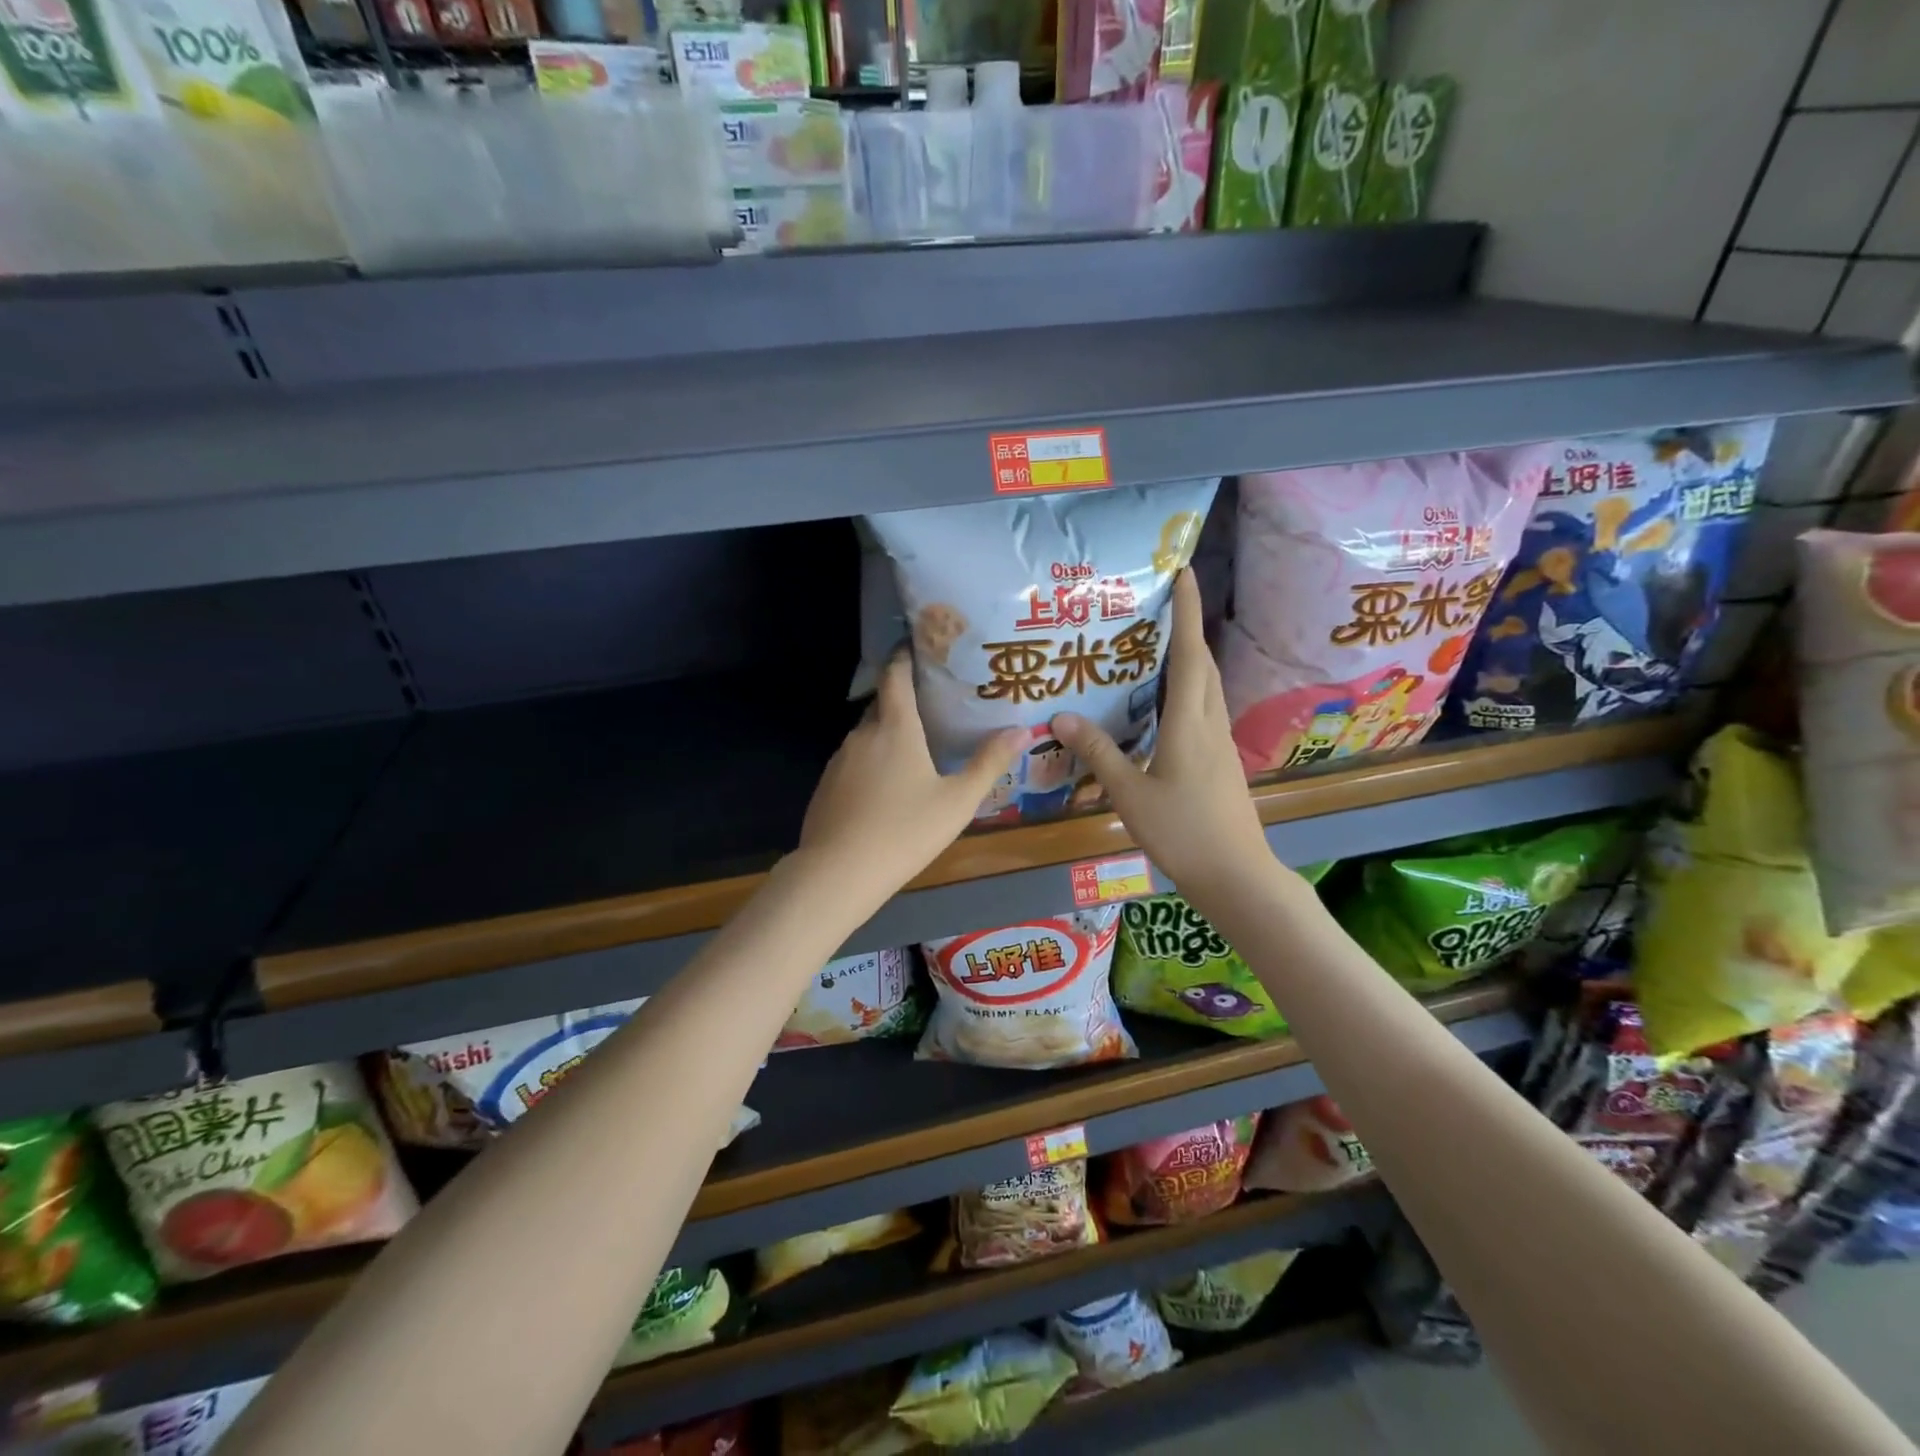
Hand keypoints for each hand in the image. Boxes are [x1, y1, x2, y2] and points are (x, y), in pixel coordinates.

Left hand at [798, 652, 1024, 902]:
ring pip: (867, 734)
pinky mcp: (827, 785)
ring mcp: (839, 760)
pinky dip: (872, 760)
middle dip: (902, 697)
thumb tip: (1023, 730)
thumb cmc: (905, 831)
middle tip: (932, 702)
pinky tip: (886, 786)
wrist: (838, 873)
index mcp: (895, 728)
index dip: (905, 656)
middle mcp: (863, 734)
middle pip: (882, 703)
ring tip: (914, 745)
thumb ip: (989, 763)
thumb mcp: (957, 801)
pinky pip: (854, 760)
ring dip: (888, 733)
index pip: (896, 675)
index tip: (919, 645)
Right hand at [1052, 570, 1277, 891]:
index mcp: (1189, 723)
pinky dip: (1188, 689)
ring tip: (1160, 643)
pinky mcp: (1221, 761)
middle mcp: (1210, 724)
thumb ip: (1098, 753)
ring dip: (1190, 657)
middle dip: (1188, 627)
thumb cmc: (1182, 832)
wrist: (1236, 875)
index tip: (1185, 571)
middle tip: (1162, 602)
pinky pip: (1204, 709)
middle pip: (1204, 664)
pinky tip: (1166, 702)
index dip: (1188, 611)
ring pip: (1207, 687)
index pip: (1190, 654)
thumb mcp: (1130, 794)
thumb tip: (1061, 716)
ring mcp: (1220, 743)